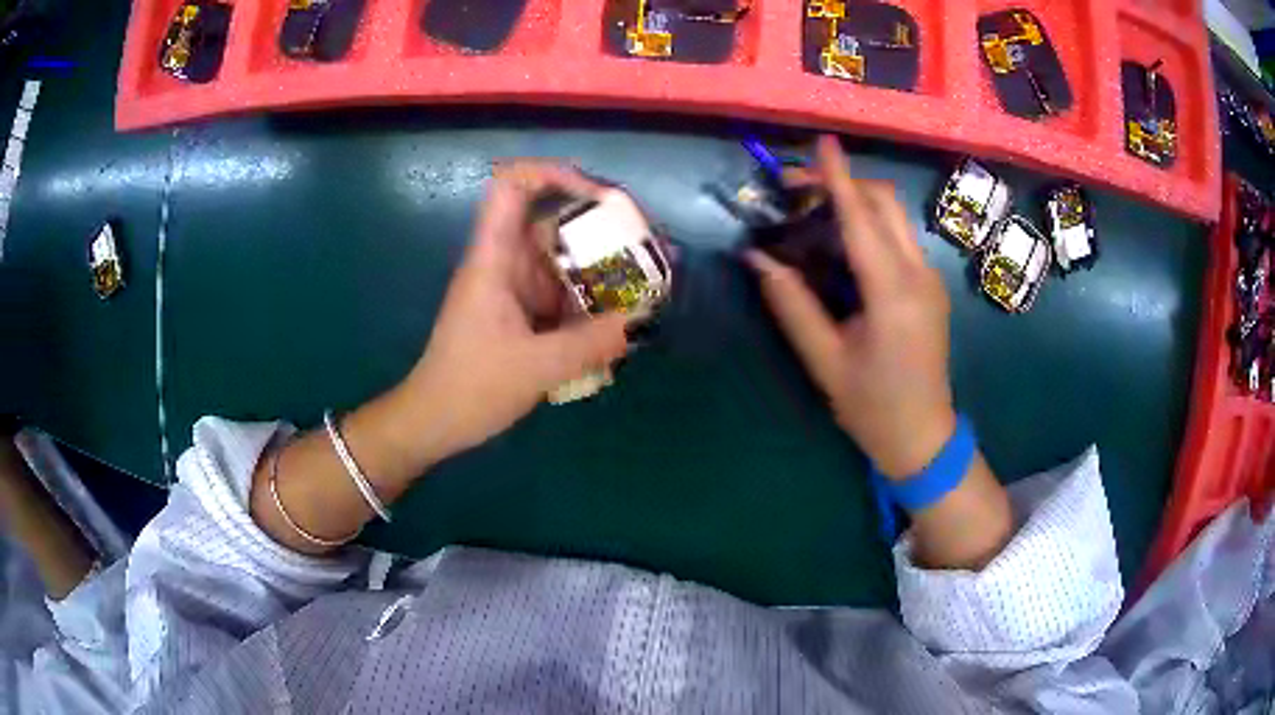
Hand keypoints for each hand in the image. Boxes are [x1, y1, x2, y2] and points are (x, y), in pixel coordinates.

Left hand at [396, 162, 629, 467]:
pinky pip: (561, 293)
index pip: (512, 186)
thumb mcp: (536, 368)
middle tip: (649, 246)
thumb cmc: (471, 388)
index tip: (601, 198)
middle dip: (601, 229)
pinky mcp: (521, 314)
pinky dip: (590, 300)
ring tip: (648, 283)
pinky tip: (621, 318)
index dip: (554, 174)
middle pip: (552, 222)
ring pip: (562, 261)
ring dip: (601, 269)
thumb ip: (590, 344)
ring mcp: (514, 289)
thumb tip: (638, 320)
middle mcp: (505, 264)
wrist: (434, 422)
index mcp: (495, 259)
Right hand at [747, 136, 955, 478]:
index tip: (822, 142)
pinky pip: (900, 238)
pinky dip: (870, 225)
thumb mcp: (825, 360)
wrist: (924, 438)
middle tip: (796, 190)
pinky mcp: (930, 286)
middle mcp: (919, 275)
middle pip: (885, 204)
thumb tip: (759, 259)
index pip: (862, 219)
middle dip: (844, 184)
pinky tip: (841, 243)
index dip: (838, 178)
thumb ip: (792, 304)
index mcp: (893, 294)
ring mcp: (930, 279)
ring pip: (895, 217)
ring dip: (858, 202)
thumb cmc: (871, 407)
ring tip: (813, 213)